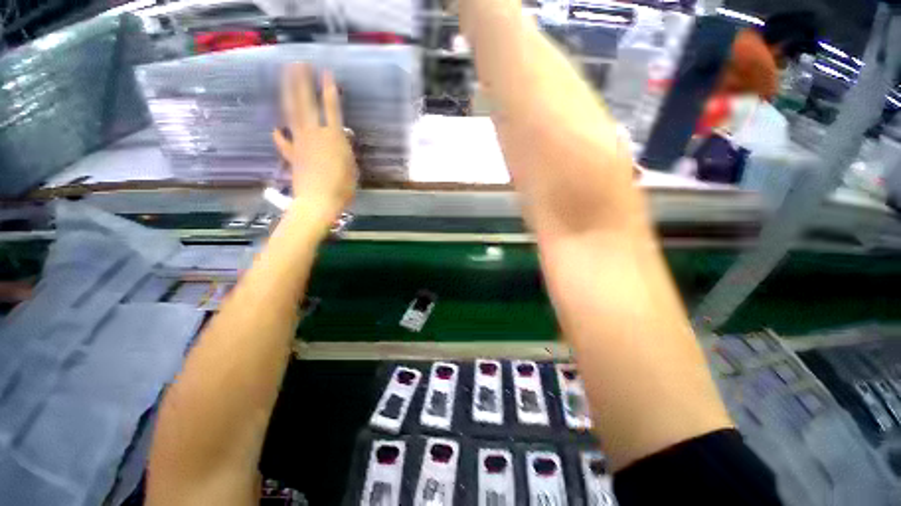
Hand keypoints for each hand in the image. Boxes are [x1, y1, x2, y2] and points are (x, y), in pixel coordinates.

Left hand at [273, 64, 357, 227]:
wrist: (318, 202)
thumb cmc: (342, 188)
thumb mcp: (353, 168)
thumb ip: (346, 151)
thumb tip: (342, 138)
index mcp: (333, 137)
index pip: (332, 108)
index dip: (329, 90)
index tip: (326, 73)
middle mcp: (314, 134)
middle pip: (306, 103)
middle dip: (302, 81)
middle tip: (298, 63)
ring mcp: (300, 142)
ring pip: (292, 113)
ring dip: (288, 93)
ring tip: (285, 77)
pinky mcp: (291, 155)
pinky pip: (283, 141)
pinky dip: (279, 134)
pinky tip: (276, 128)